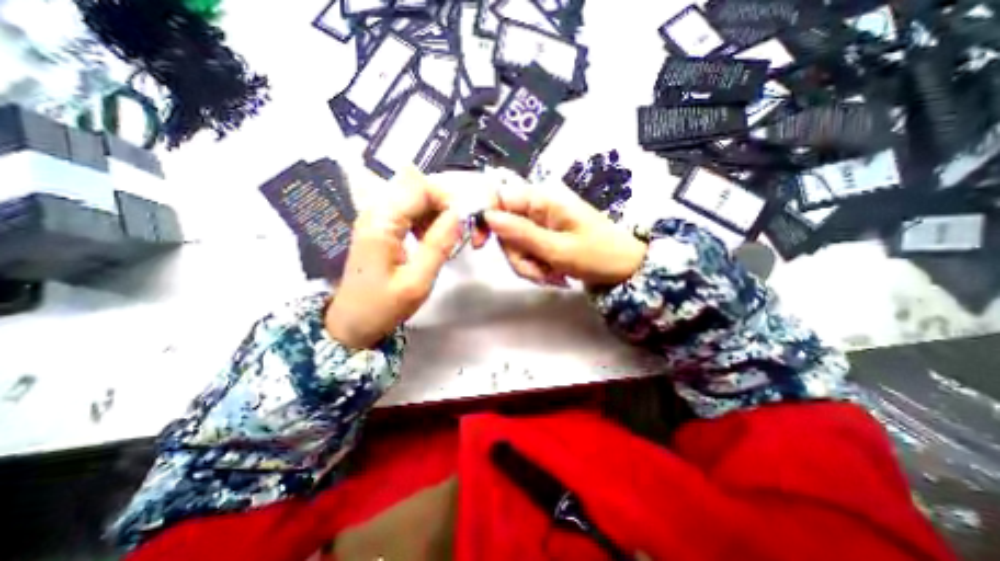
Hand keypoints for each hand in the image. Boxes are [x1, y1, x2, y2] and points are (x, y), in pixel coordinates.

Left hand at [329, 170, 463, 347]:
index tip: (464, 224)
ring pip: (415, 197)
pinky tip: (431, 240)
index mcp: (382, 222)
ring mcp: (377, 217)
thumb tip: (459, 215)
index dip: (447, 199)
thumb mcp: (417, 282)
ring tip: (445, 239)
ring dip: (436, 212)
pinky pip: (410, 210)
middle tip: (458, 232)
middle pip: (417, 187)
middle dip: (444, 204)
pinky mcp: (381, 226)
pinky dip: (426, 220)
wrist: (351, 323)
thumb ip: (438, 245)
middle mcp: (376, 211)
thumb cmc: (382, 307)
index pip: (420, 187)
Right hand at [484, 185, 648, 289]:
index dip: (486, 219)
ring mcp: (542, 225)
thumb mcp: (558, 248)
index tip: (480, 245)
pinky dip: (537, 268)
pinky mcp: (546, 239)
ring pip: (515, 245)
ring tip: (552, 276)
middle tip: (538, 272)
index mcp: (544, 200)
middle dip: (517, 256)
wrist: (626, 269)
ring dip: (528, 265)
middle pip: (505, 229)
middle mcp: (539, 208)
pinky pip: (528, 253)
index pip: (500, 198)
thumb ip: (521, 233)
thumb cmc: (598, 255)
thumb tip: (488, 216)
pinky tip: (555, 275)